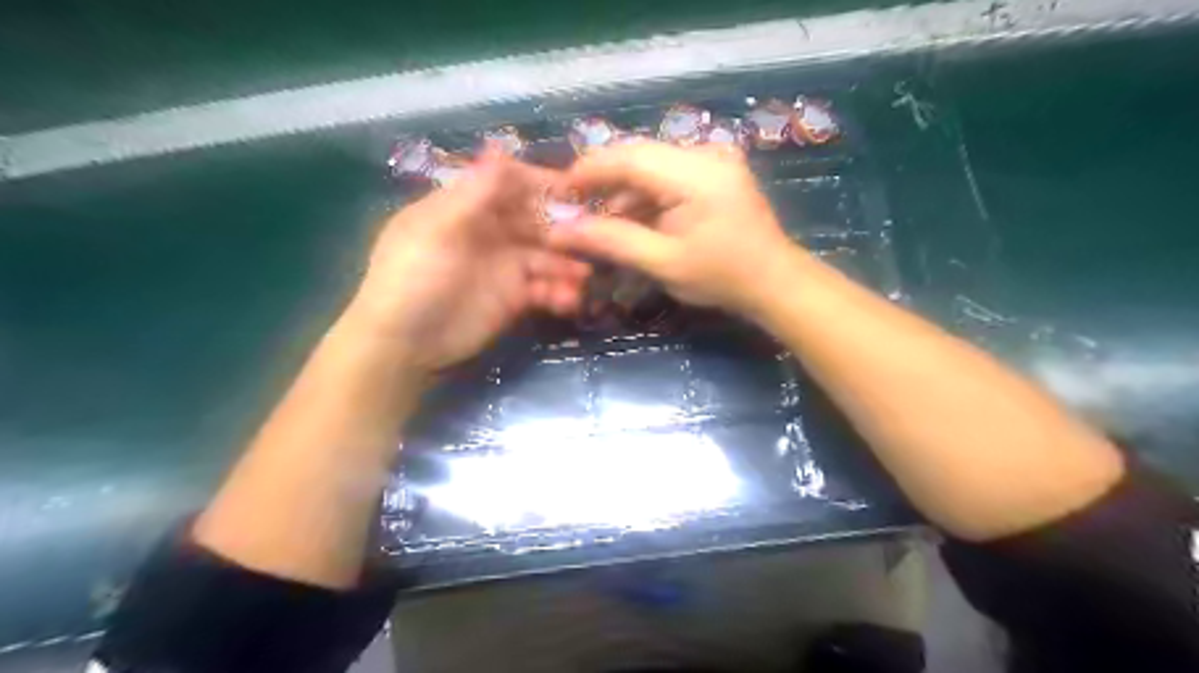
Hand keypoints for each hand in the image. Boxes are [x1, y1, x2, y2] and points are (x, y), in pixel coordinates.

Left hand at [347, 149, 589, 375]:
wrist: (404, 344)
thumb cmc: (413, 278)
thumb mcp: (438, 230)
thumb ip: (475, 193)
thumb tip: (500, 148)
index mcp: (468, 207)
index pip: (511, 183)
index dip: (542, 183)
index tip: (575, 189)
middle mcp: (491, 231)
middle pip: (536, 220)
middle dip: (563, 227)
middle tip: (592, 237)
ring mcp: (504, 266)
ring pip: (546, 256)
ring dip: (567, 264)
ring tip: (583, 277)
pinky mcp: (515, 298)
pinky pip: (545, 289)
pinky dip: (559, 293)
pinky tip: (568, 301)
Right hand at [548, 139, 800, 318]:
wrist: (774, 281)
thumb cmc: (722, 277)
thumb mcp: (662, 262)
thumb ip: (612, 241)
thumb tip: (561, 232)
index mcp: (696, 173)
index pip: (630, 157)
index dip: (588, 171)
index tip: (558, 193)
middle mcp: (705, 153)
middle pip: (638, 156)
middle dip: (603, 183)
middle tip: (573, 209)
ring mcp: (713, 159)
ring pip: (651, 166)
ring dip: (623, 192)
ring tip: (600, 223)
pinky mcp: (714, 171)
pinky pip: (668, 174)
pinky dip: (645, 196)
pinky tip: (632, 220)